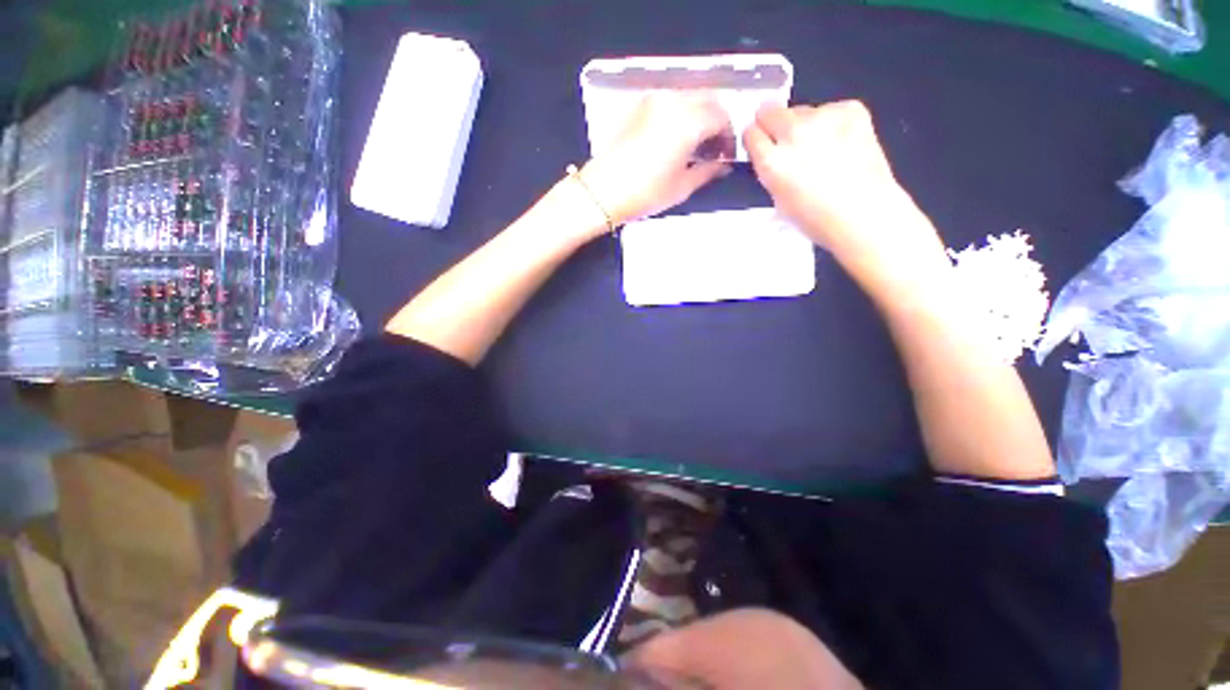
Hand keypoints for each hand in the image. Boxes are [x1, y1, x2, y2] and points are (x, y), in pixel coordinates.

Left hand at [578, 92, 732, 227]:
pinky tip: (675, 139)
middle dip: (716, 123)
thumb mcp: (681, 187)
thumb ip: (708, 172)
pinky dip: (680, 115)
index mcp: (688, 121)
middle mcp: (672, 102)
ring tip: (694, 146)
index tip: (725, 155)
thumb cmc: (644, 193)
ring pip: (688, 98)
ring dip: (698, 116)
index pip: (722, 117)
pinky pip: (669, 102)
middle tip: (713, 149)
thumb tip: (723, 166)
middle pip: (707, 101)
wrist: (602, 191)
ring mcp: (653, 100)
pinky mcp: (638, 106)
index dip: (728, 136)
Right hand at [744, 101, 948, 283]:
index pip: (750, 133)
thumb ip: (771, 171)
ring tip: (821, 149)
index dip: (755, 139)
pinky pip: (831, 109)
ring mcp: (823, 117)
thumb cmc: (816, 219)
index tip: (761, 146)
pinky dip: (832, 122)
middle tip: (786, 142)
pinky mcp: (851, 109)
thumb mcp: (778, 200)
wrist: (864, 213)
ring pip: (802, 110)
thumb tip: (772, 155)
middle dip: (772, 123)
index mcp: (771, 161)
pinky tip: (842, 143)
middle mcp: (792, 133)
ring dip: (804, 124)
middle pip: (770, 110)